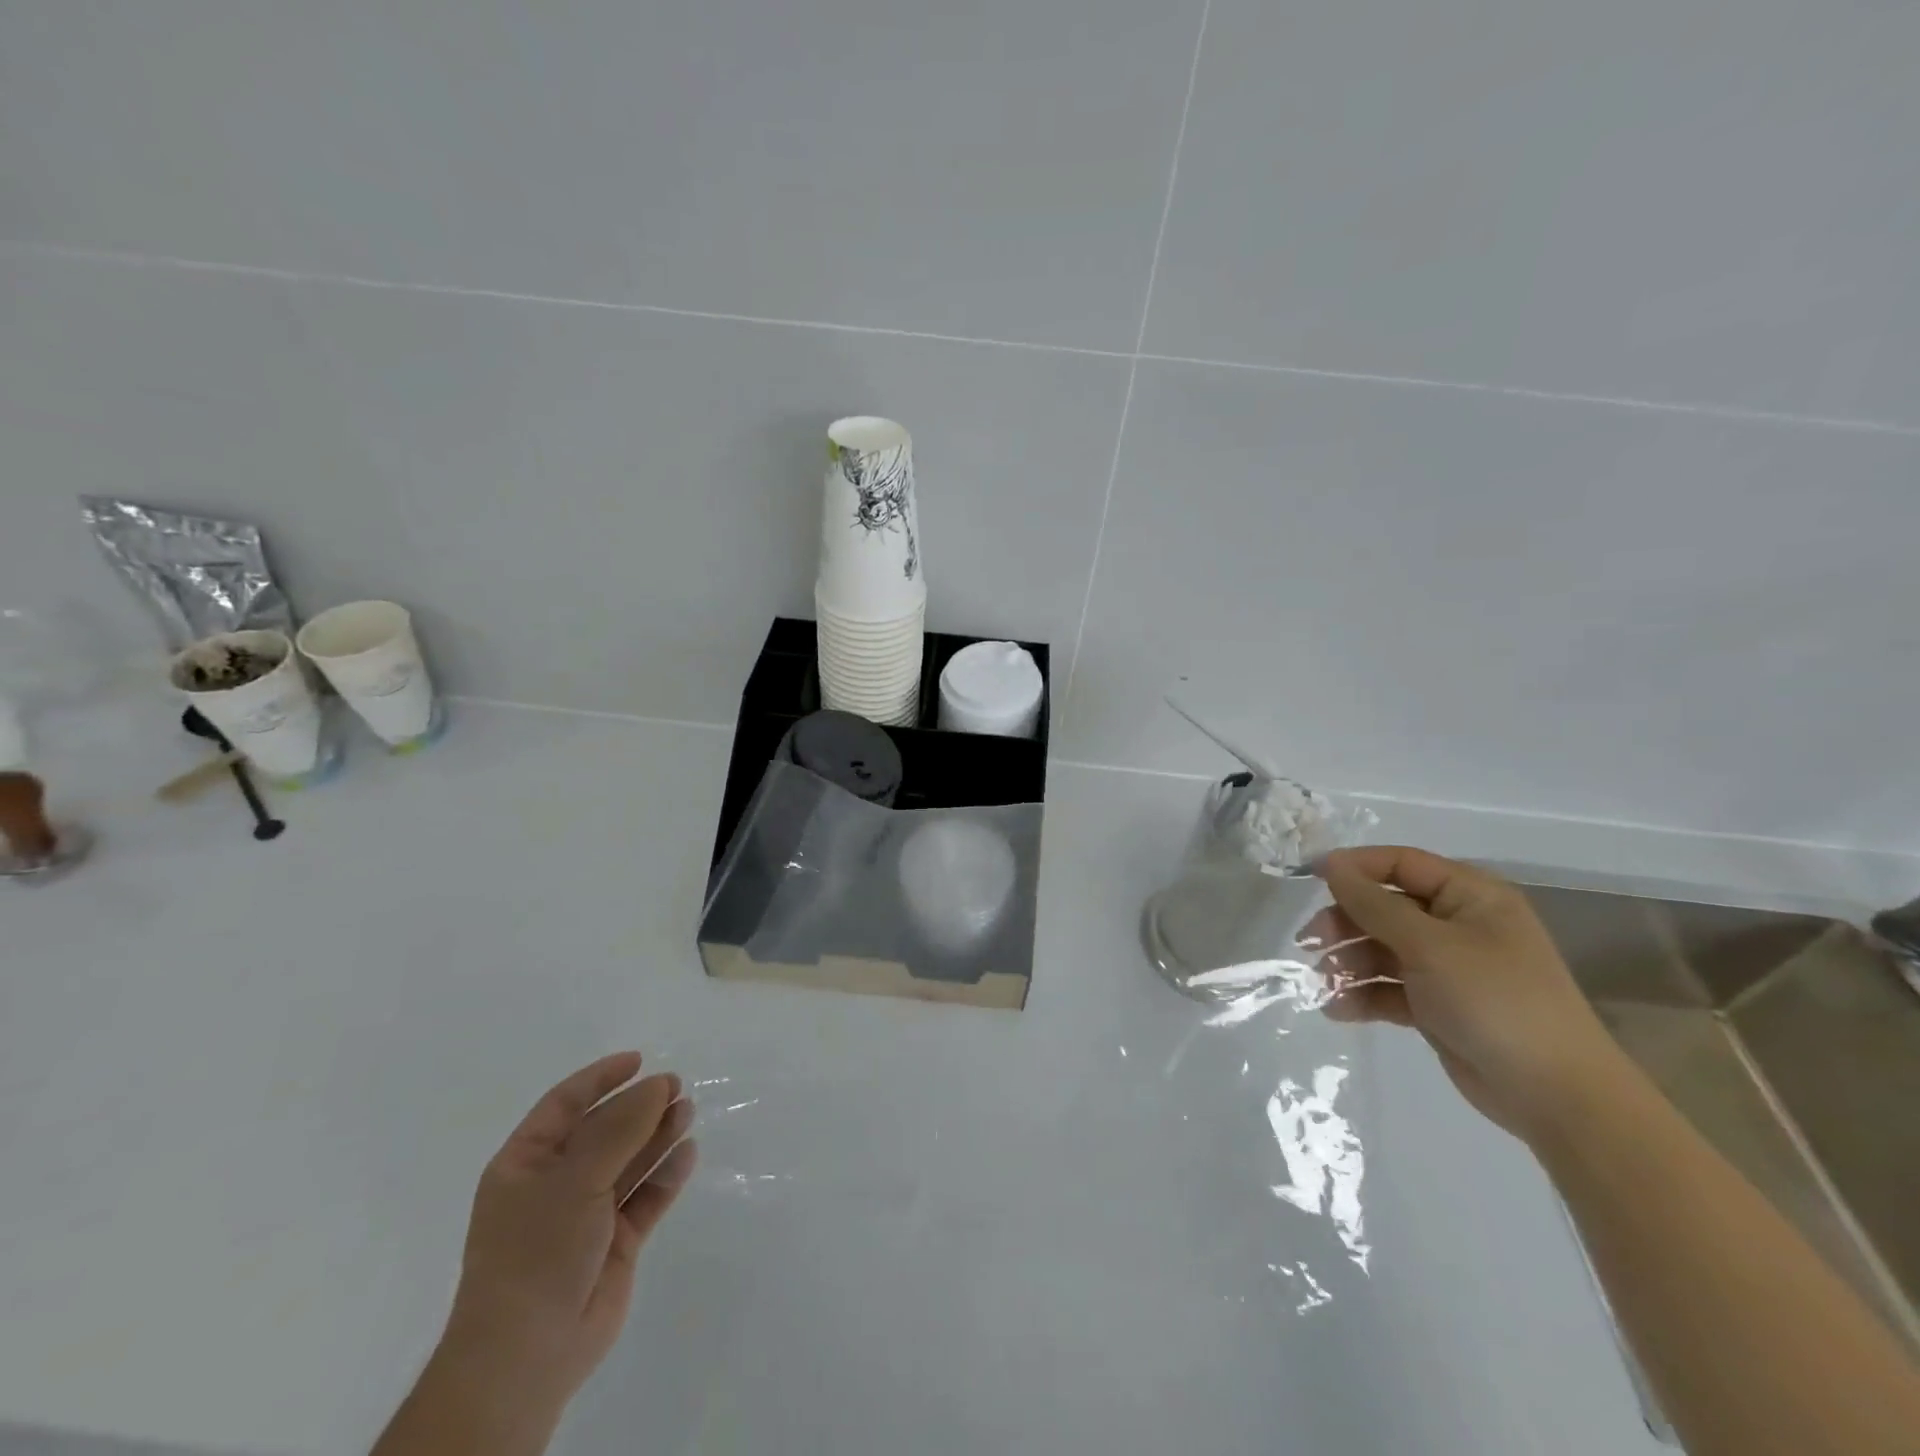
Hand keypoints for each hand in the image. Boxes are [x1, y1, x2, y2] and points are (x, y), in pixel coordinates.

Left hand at [441, 1052, 697, 1409]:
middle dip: (639, 1106)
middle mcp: (556, 1183)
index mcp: (526, 1163)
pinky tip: (688, 1153)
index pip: (565, 1104)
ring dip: (657, 1134)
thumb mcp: (575, 1178)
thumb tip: (660, 1083)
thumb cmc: (536, 1251)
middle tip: (677, 1085)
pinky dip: (666, 1174)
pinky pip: (645, 1197)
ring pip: (629, 1161)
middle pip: (604, 1129)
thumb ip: (622, 1127)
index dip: (601, 1079)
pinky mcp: (616, 1242)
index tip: (640, 1060)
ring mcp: (587, 1214)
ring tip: (688, 1110)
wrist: (527, 1354)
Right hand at [1308, 847, 1628, 1140]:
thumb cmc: (1495, 1000)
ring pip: (1380, 948)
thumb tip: (1330, 865)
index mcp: (1470, 896)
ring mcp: (1446, 966)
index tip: (1309, 878)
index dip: (1355, 867)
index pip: (1401, 864)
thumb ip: (1374, 904)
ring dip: (1347, 962)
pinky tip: (1337, 1009)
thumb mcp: (1429, 945)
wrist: (1555, 1096)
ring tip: (1324, 983)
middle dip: (1345, 923)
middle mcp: (1457, 924)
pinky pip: (1387, 987)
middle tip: (1311, 942)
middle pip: (1384, 907)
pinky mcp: (1436, 1004)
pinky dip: (1362, 995)